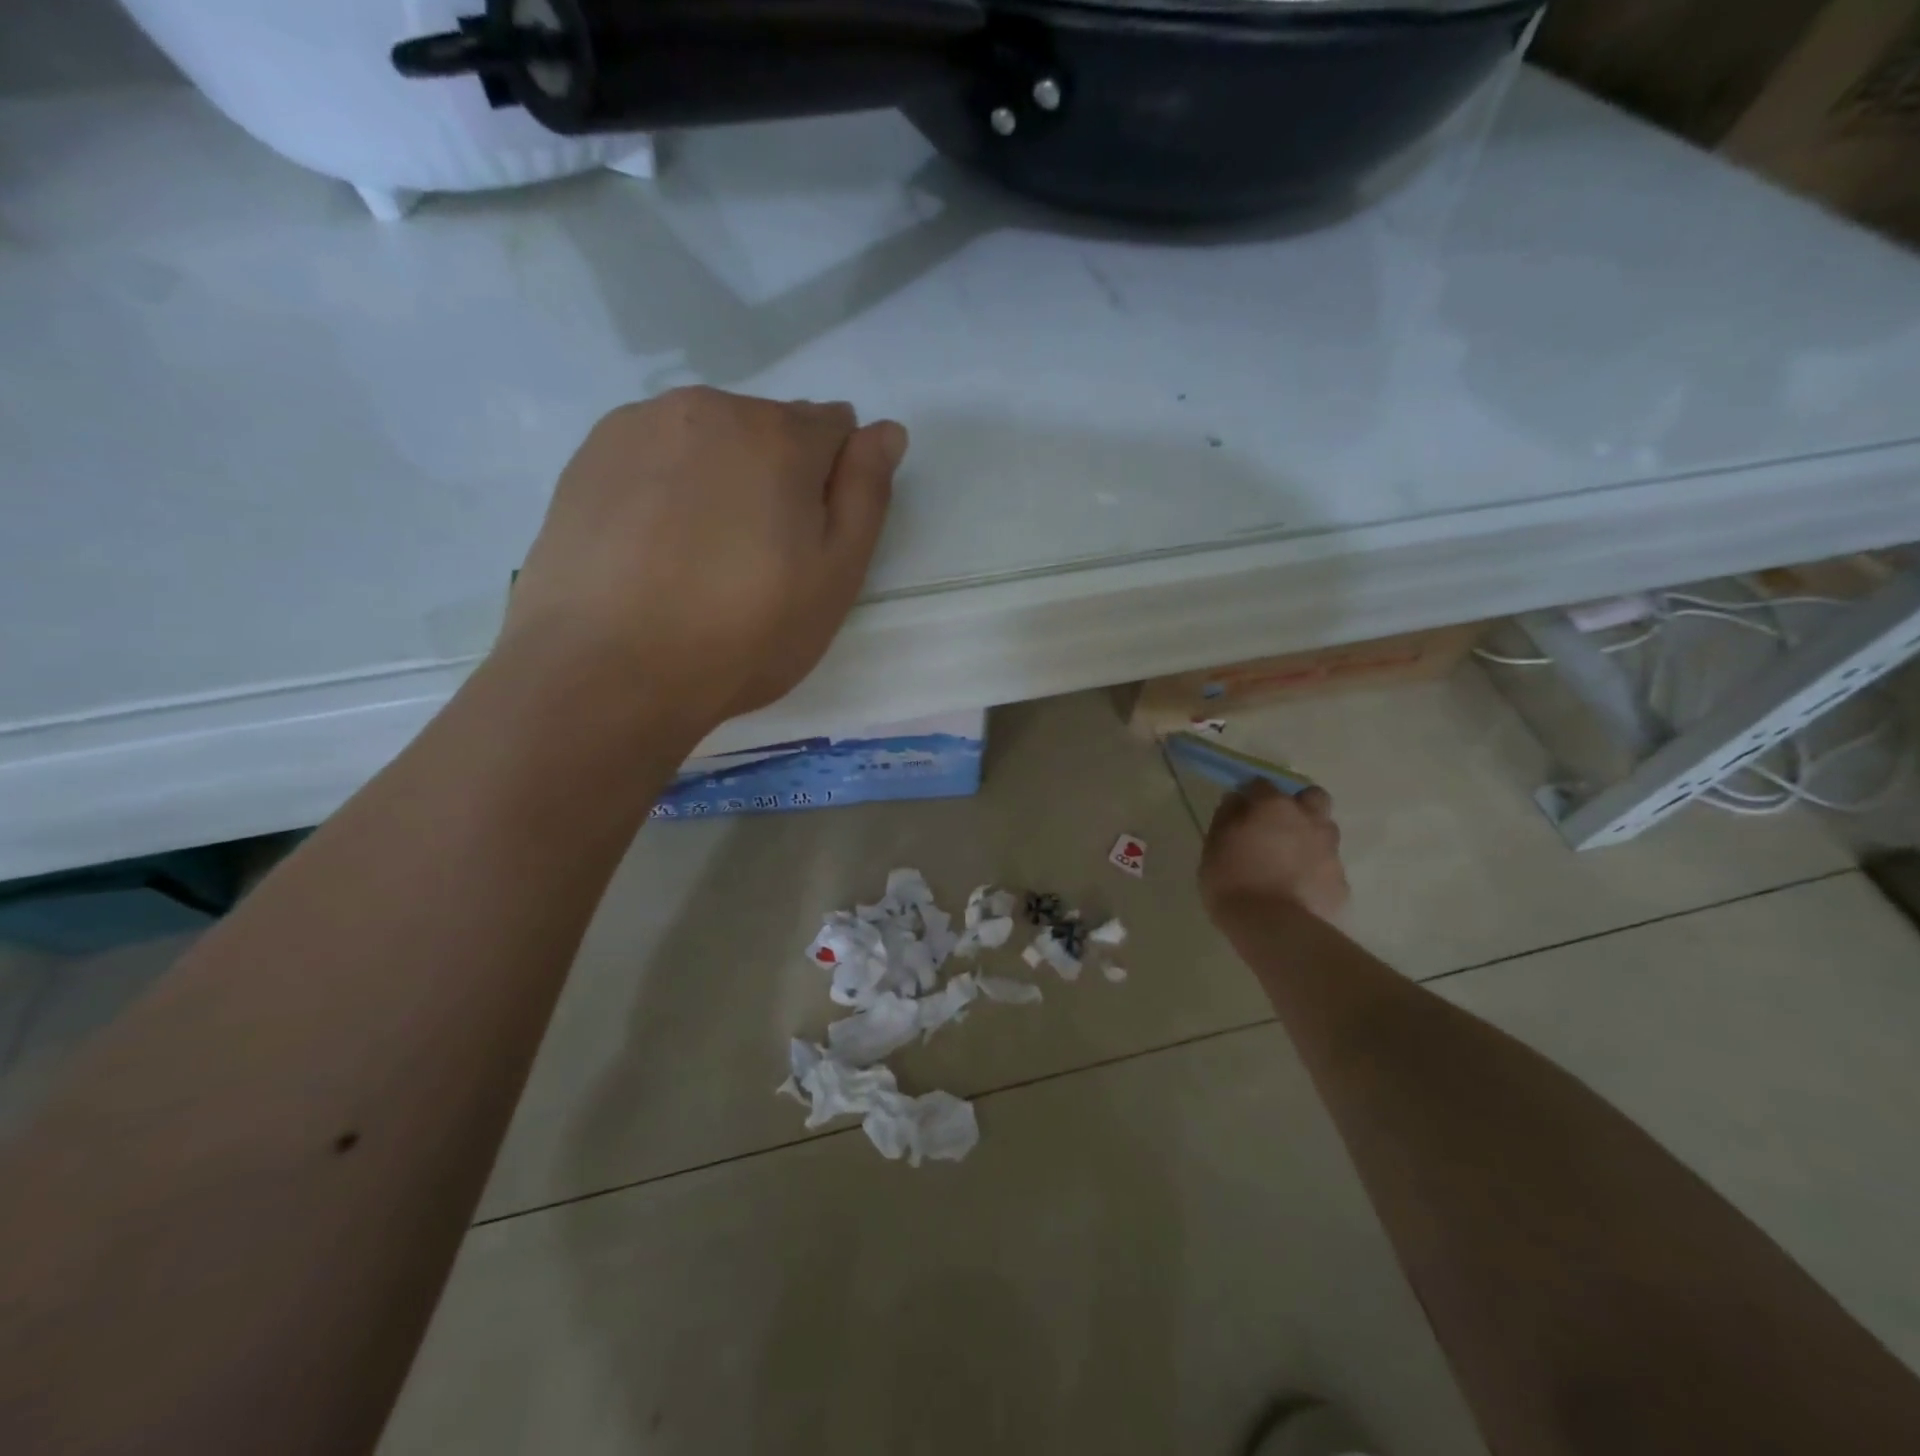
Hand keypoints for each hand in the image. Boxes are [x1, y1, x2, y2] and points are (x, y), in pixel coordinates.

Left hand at [500, 387, 905, 734]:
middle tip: (758, 556)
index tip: (813, 536)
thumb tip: (886, 430)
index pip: (835, 426)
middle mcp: (709, 408)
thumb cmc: (743, 634)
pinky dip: (668, 484)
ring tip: (702, 554)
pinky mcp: (589, 456)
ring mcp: (640, 425)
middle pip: (769, 427)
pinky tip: (655, 545)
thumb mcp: (835, 577)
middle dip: (778, 474)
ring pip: (710, 438)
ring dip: (722, 476)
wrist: (607, 672)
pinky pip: (655, 454)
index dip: (834, 480)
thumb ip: (866, 494)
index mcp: (779, 434)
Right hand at [1199, 780, 1349, 924]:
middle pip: (1312, 796)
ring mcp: (1329, 850)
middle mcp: (1308, 820)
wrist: (1276, 929)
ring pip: (1325, 830)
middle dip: (1298, 804)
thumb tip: (1236, 800)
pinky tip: (1298, 887)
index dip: (1250, 795)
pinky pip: (1327, 865)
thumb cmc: (1234, 882)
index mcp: (1273, 807)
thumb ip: (1226, 818)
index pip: (1261, 784)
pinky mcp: (1341, 880)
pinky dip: (1315, 870)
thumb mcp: (1213, 847)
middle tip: (1277, 826)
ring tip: (1289, 859)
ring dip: (1310, 836)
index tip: (1239, 810)